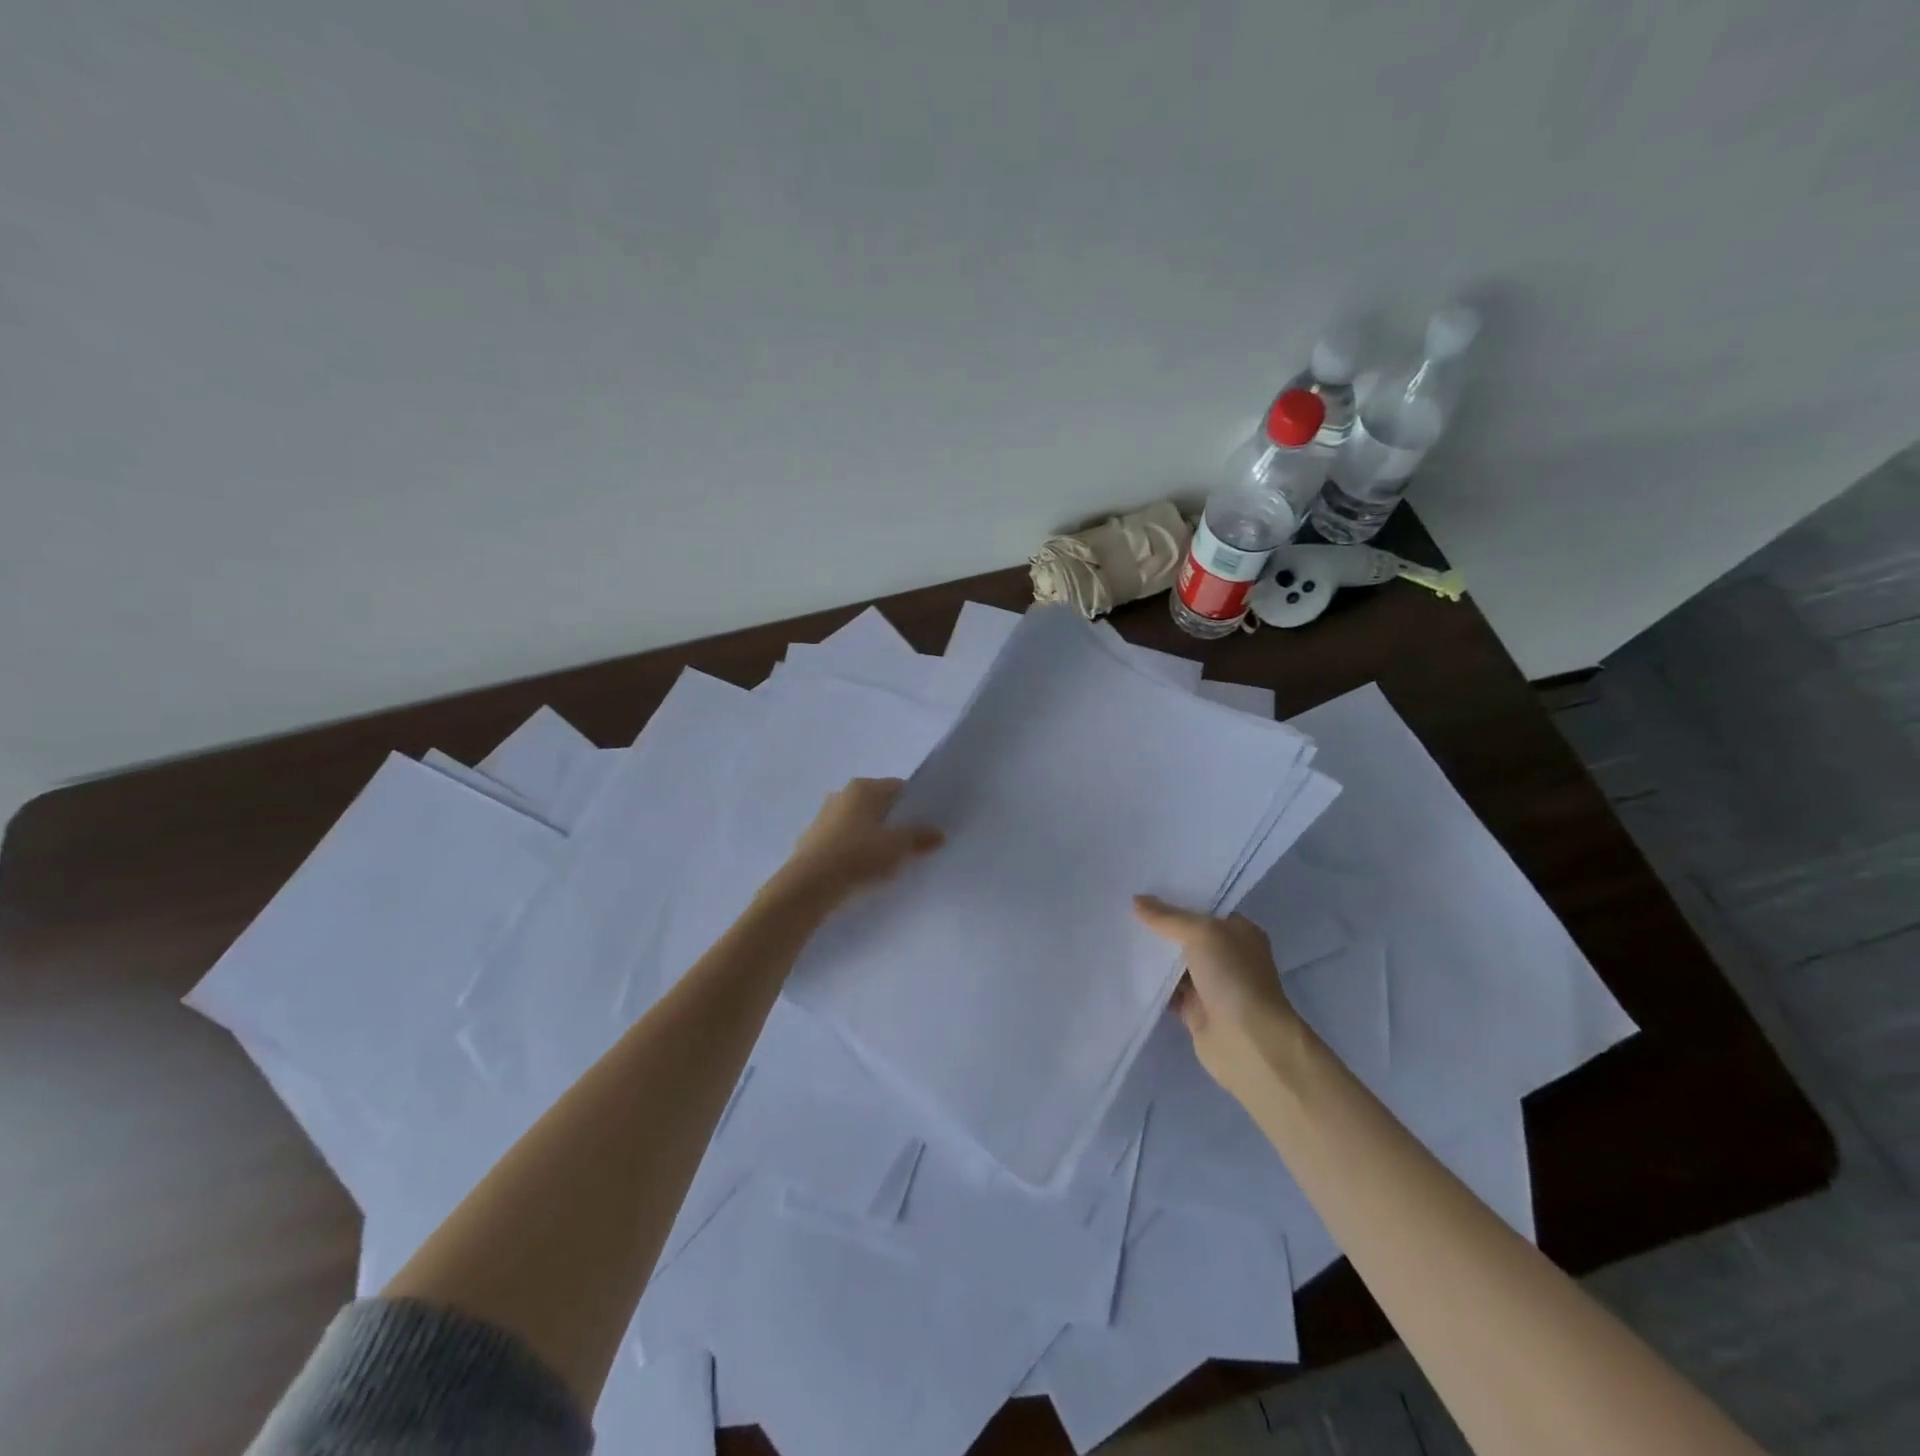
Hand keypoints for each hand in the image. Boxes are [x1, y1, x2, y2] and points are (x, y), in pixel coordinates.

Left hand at [774, 778, 944, 907]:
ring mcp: (823, 818)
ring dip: (871, 837)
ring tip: (886, 861)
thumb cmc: (859, 856)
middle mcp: (841, 795)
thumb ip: (920, 838)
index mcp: (863, 788)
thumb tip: (938, 834)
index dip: (914, 805)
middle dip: (892, 822)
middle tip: (910, 844)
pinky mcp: (811, 841)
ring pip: (857, 824)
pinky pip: (841, 842)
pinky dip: (852, 851)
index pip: (897, 788)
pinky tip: (861, 871)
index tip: (925, 825)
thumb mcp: (898, 847)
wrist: (810, 886)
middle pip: (876, 805)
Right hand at [1133, 895, 1300, 1096]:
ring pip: (1175, 964)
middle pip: (1186, 935)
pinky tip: (1124, 969)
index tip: (1143, 889)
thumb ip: (1168, 917)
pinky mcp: (1195, 1011)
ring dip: (1152, 956)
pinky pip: (1167, 991)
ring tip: (1116, 934)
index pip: (1203, 908)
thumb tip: (1137, 900)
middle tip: (1122, 909)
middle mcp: (1227, 956)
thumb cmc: (1233, 977)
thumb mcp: (1202, 934)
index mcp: (1238, 932)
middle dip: (1159, 926)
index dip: (1176, 899)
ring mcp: (1211, 985)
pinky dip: (1151, 984)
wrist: (1248, 1042)